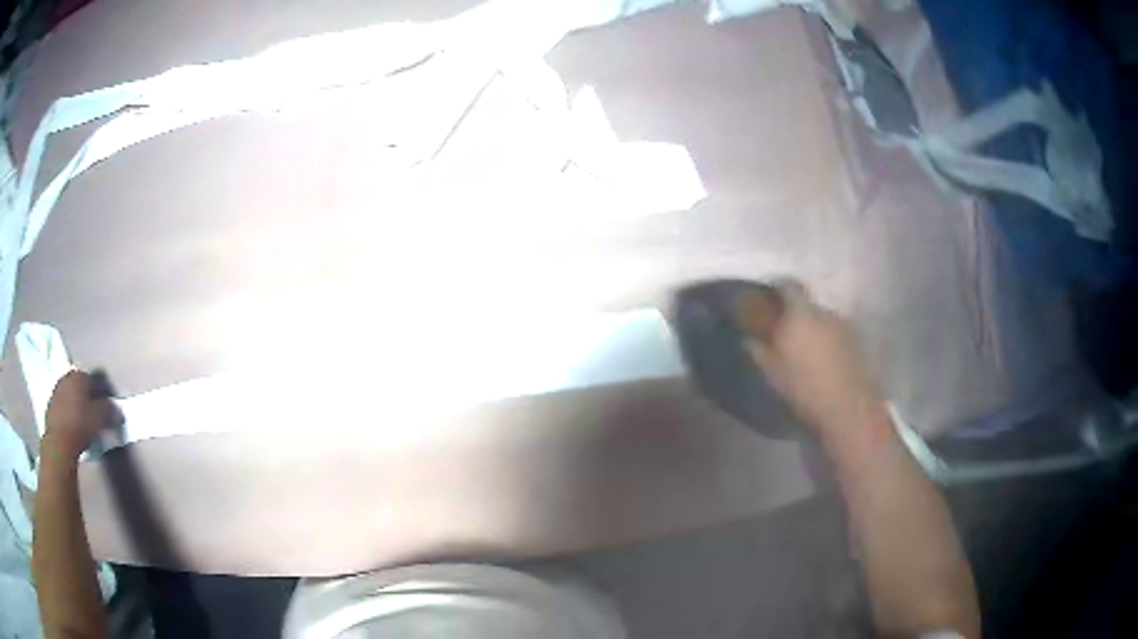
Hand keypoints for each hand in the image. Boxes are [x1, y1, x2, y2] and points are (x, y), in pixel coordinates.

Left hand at [43, 370, 118, 460]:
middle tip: (95, 412)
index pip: (94, 380)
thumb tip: (118, 410)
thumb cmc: (80, 426)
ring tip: (83, 420)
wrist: (59, 442)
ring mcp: (56, 391)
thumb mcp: (99, 420)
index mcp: (79, 376)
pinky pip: (63, 406)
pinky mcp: (50, 406)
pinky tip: (73, 425)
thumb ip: (109, 412)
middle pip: (80, 386)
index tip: (107, 406)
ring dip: (76, 404)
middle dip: (87, 396)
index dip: (101, 393)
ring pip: (70, 395)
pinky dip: (68, 412)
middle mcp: (67, 377)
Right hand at [740, 282, 886, 443]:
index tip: (767, 297)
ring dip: (812, 329)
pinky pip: (835, 334)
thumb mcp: (772, 371)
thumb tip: (747, 337)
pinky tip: (823, 361)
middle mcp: (823, 311)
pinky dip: (827, 341)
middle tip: (784, 331)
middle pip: (806, 304)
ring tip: (805, 350)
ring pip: (822, 320)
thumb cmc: (804, 386)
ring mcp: (843, 325)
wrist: (847, 407)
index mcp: (800, 313)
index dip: (776, 288)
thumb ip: (758, 349)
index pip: (787, 286)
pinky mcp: (856, 341)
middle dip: (794, 314)